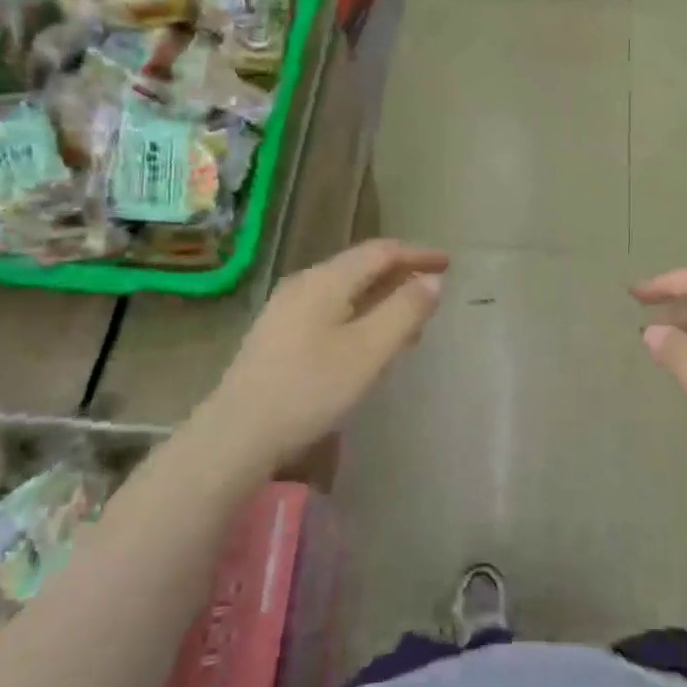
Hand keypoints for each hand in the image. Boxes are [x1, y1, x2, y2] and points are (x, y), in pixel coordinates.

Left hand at [200, 240, 447, 473]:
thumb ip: (404, 311)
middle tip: (433, 293)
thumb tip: (432, 280)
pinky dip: (361, 316)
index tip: (448, 263)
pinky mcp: (278, 336)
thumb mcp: (369, 350)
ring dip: (382, 299)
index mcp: (326, 280)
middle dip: (400, 276)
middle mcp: (304, 284)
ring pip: (346, 292)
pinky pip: (331, 311)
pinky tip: (369, 344)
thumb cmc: (310, 388)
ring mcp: (286, 310)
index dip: (417, 254)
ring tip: (410, 323)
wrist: (237, 435)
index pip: (381, 252)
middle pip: (361, 268)